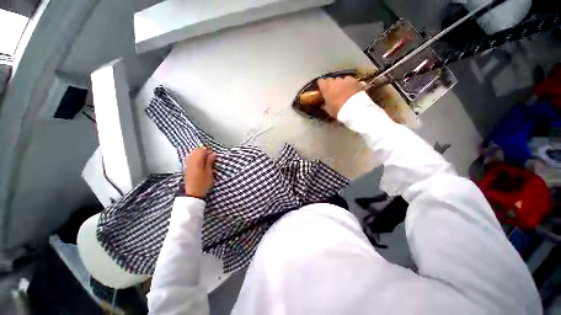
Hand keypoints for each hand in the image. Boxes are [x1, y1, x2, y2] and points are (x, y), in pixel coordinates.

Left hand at [184, 147, 215, 198]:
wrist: (192, 194)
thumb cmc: (203, 183)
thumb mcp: (209, 172)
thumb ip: (210, 162)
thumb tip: (213, 154)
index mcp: (197, 161)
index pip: (202, 150)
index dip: (209, 151)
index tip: (214, 156)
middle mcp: (190, 161)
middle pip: (196, 150)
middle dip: (204, 152)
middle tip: (211, 158)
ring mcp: (187, 164)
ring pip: (193, 153)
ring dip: (200, 155)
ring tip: (206, 161)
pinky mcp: (186, 168)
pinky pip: (190, 158)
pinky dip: (196, 158)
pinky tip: (200, 163)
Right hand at [317, 76, 361, 117]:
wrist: (353, 108)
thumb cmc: (338, 110)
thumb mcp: (328, 109)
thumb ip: (323, 104)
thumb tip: (321, 103)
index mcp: (326, 88)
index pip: (320, 81)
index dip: (321, 85)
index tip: (322, 88)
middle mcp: (334, 81)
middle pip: (330, 80)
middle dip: (330, 84)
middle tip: (332, 91)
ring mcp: (344, 80)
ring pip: (340, 79)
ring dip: (339, 84)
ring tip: (342, 90)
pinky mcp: (353, 80)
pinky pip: (349, 80)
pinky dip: (348, 83)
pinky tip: (350, 89)